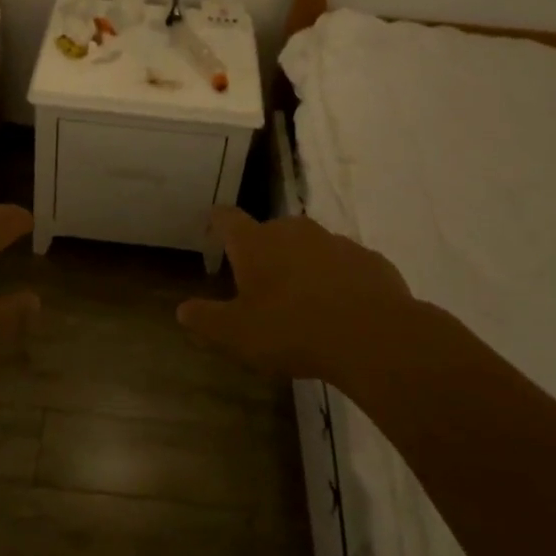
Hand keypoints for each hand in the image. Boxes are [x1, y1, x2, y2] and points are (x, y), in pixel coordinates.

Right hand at [178, 206, 419, 381]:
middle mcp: (294, 231)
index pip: (228, 218)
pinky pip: (346, 265)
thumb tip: (182, 309)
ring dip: (303, 265)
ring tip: (303, 300)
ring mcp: (336, 242)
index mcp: (256, 243)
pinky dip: (338, 280)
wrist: (373, 337)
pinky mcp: (370, 260)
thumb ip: (206, 319)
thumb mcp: (237, 334)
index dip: (218, 221)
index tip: (213, 225)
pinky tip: (342, 309)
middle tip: (260, 283)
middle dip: (263, 252)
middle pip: (271, 232)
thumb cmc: (292, 330)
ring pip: (310, 247)